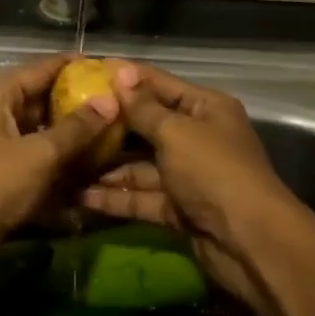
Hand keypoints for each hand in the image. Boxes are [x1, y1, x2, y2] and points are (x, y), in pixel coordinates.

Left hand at [0, 55, 119, 235]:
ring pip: (38, 132)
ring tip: (112, 135)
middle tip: (117, 105)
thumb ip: (76, 128)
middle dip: (77, 104)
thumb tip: (111, 100)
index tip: (109, 68)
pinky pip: (33, 158)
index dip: (74, 66)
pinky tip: (89, 169)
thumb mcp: (39, 154)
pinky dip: (57, 162)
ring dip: (70, 136)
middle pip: (39, 100)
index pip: (39, 69)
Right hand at [80, 64, 298, 310]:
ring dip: (105, 166)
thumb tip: (121, 72)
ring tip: (63, 160)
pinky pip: (141, 196)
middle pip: (145, 125)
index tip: (84, 72)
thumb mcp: (176, 132)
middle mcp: (196, 137)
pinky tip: (79, 195)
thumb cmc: (214, 172)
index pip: (158, 84)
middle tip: (64, 118)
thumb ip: (143, 108)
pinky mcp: (177, 209)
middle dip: (109, 126)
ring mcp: (186, 175)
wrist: (250, 243)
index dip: (124, 78)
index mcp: (205, 108)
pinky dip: (115, 197)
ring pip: (139, 165)